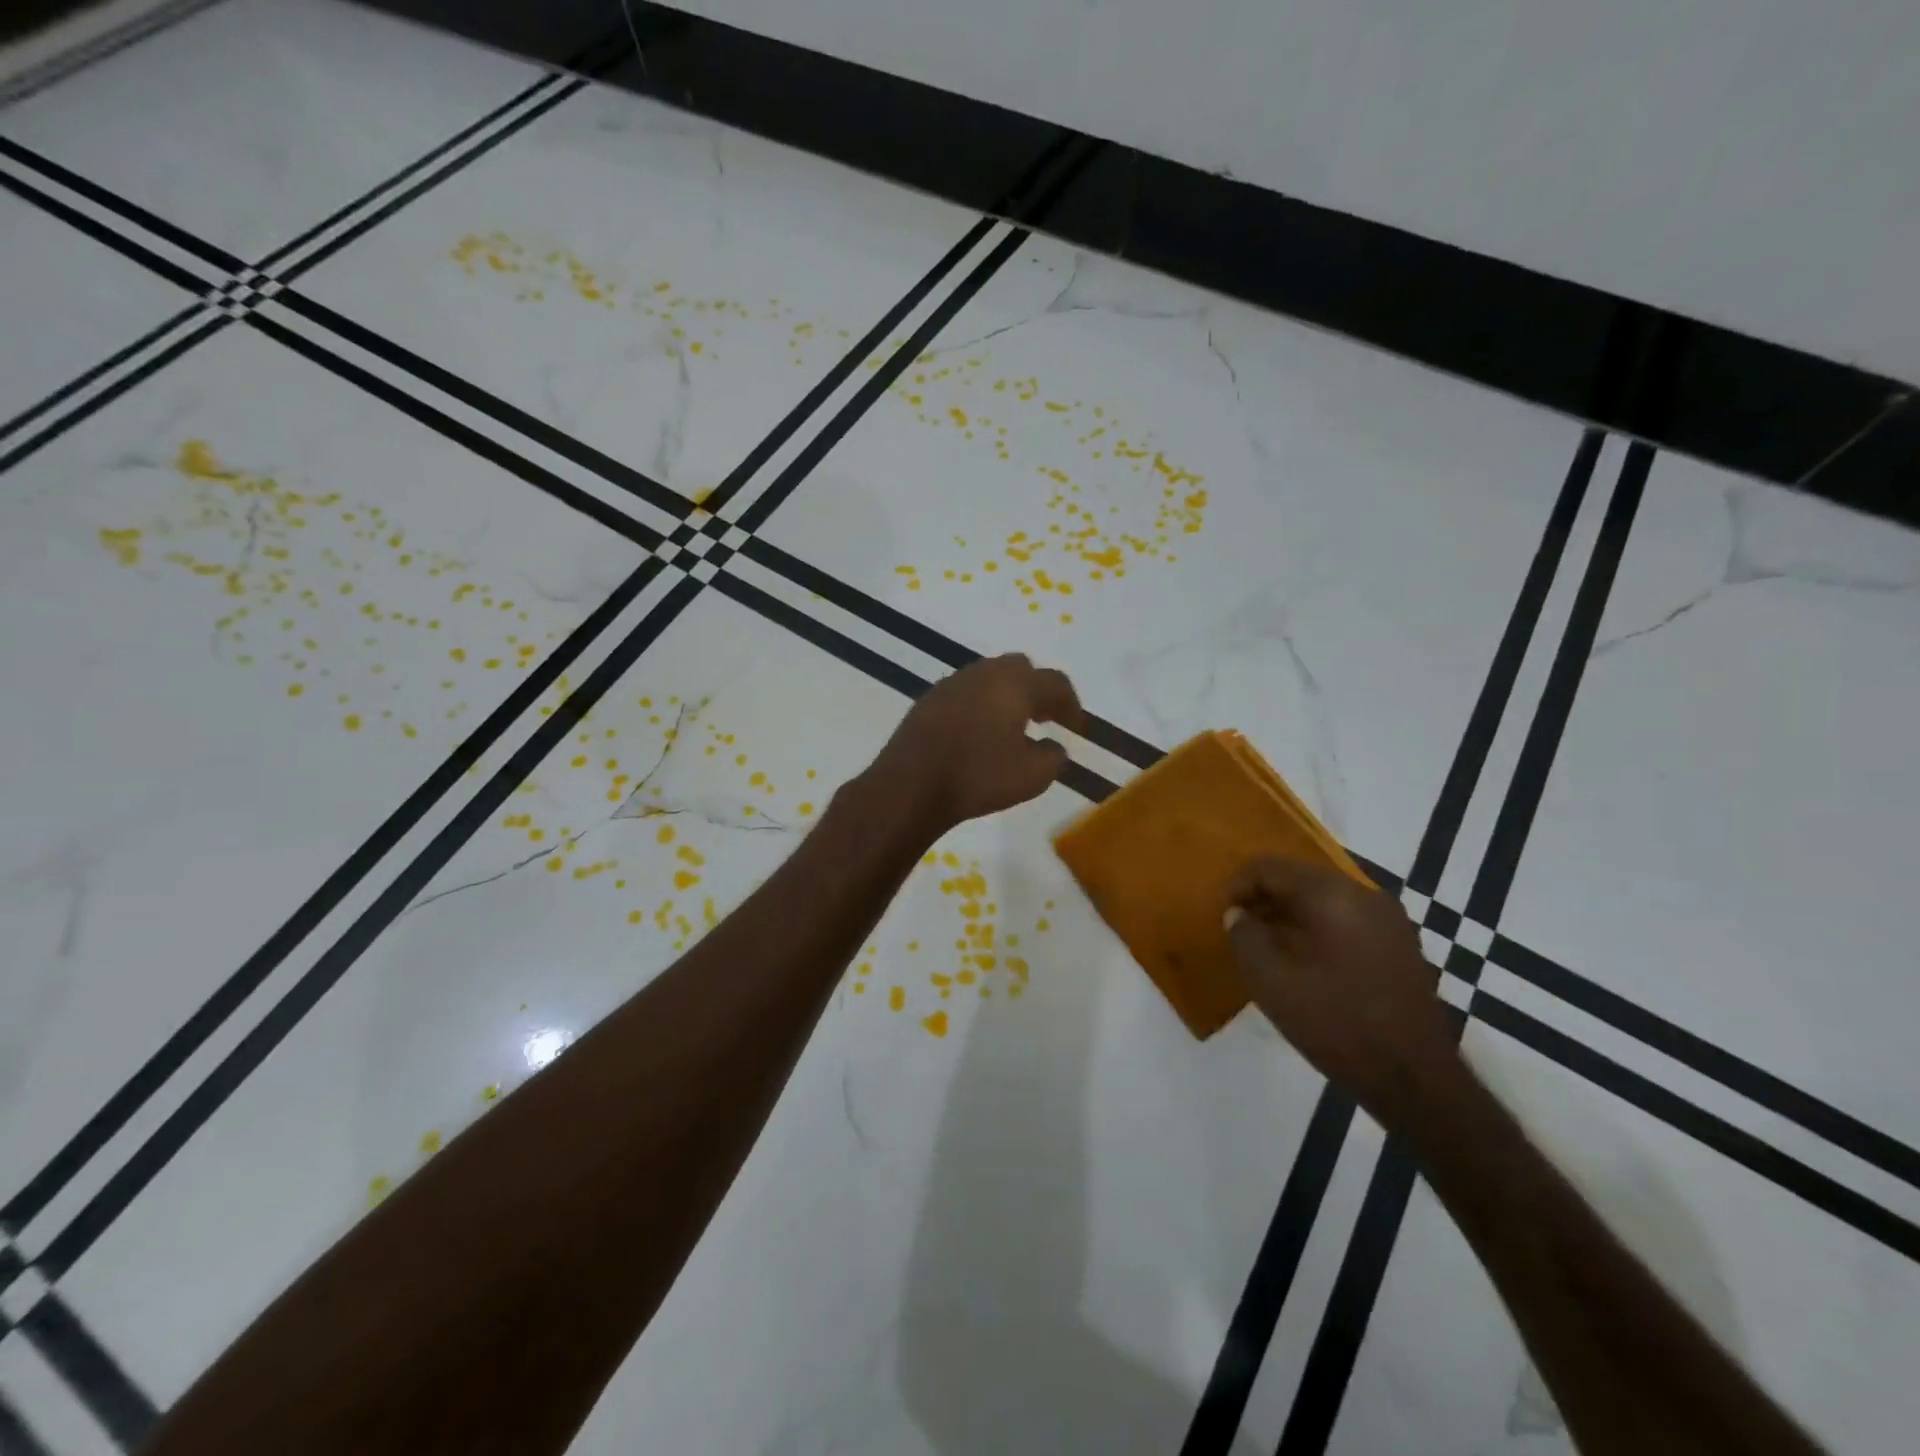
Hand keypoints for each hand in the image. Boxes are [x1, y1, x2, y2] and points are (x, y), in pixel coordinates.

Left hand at [869, 654, 1083, 830]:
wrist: (910, 785)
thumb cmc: (978, 777)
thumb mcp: (1033, 776)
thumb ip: (1053, 756)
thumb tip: (1052, 746)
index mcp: (1014, 684)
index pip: (1055, 682)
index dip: (1071, 703)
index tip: (1075, 727)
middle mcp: (983, 673)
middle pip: (1019, 668)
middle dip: (1037, 689)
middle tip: (1044, 717)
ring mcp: (951, 683)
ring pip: (988, 676)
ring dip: (1006, 695)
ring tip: (1011, 725)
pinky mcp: (928, 700)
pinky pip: (964, 692)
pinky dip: (979, 704)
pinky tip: (977, 732)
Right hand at [1225, 858, 1459, 1125]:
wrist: (1416, 1081)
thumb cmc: (1337, 1025)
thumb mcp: (1273, 984)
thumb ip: (1245, 939)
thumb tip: (1236, 914)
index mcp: (1333, 896)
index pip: (1272, 867)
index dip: (1238, 884)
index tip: (1221, 913)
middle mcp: (1365, 895)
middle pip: (1300, 878)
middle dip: (1264, 897)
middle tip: (1239, 927)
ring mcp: (1390, 920)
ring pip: (1325, 898)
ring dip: (1290, 913)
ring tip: (1266, 944)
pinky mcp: (1401, 945)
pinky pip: (1347, 918)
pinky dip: (1318, 927)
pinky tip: (1304, 960)